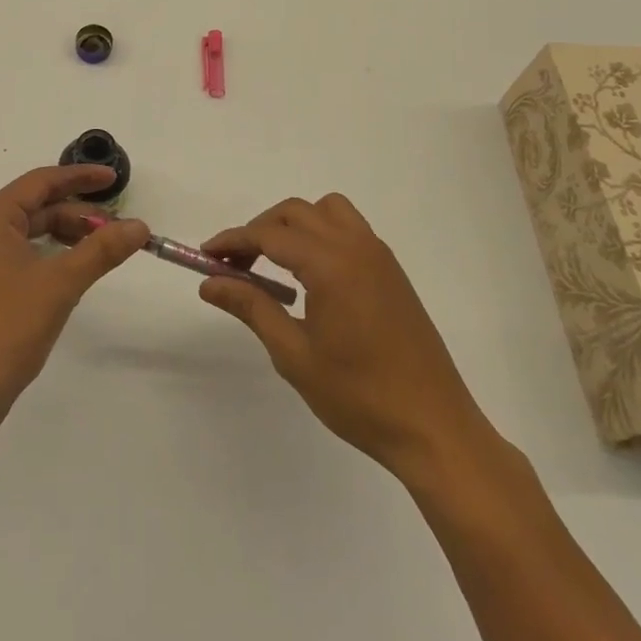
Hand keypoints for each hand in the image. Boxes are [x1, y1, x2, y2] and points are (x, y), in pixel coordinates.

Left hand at [0, 165, 149, 443]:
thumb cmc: (6, 329)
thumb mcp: (60, 284)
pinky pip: (20, 255)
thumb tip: (139, 226)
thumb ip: (101, 250)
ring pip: (29, 233)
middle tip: (118, 227)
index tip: (114, 178)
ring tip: (103, 248)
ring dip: (66, 235)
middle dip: (78, 212)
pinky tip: (73, 270)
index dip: (80, 177)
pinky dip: (50, 255)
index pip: (41, 182)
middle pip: (35, 206)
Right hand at [199, 194, 500, 482]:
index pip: (269, 235)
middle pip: (296, 213)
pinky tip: (311, 277)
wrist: (434, 428)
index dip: (233, 241)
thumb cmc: (359, 396)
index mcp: (330, 264)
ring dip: (294, 225)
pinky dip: (321, 234)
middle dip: (259, 230)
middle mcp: (355, 246)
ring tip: (274, 263)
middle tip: (235, 266)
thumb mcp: (294, 354)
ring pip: (327, 211)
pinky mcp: (392, 271)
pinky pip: (349, 230)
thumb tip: (210, 283)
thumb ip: (251, 308)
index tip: (205, 256)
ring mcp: (379, 256)